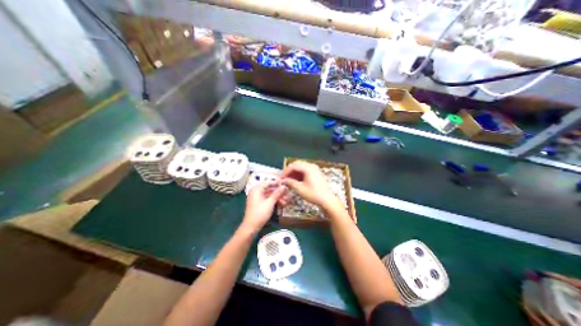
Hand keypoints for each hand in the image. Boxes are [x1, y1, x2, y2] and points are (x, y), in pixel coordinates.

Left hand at [241, 181, 285, 230]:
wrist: (251, 227)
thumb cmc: (260, 213)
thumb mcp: (270, 202)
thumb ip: (277, 193)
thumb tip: (284, 186)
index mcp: (256, 189)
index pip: (268, 183)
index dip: (276, 183)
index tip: (285, 185)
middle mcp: (256, 192)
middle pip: (269, 189)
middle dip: (278, 193)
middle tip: (287, 194)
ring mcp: (257, 198)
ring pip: (269, 195)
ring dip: (277, 198)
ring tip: (286, 201)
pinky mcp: (259, 204)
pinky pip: (267, 199)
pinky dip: (273, 201)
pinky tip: (281, 205)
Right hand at [279, 160, 340, 210]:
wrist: (327, 200)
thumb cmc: (314, 194)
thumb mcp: (300, 189)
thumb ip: (290, 182)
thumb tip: (283, 180)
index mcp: (308, 168)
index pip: (293, 166)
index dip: (285, 172)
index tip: (280, 179)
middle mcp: (311, 166)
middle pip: (297, 165)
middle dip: (289, 172)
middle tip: (283, 179)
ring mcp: (314, 169)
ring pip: (301, 167)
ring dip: (294, 173)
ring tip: (288, 181)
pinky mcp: (316, 173)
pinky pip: (305, 170)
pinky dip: (299, 174)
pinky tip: (295, 181)